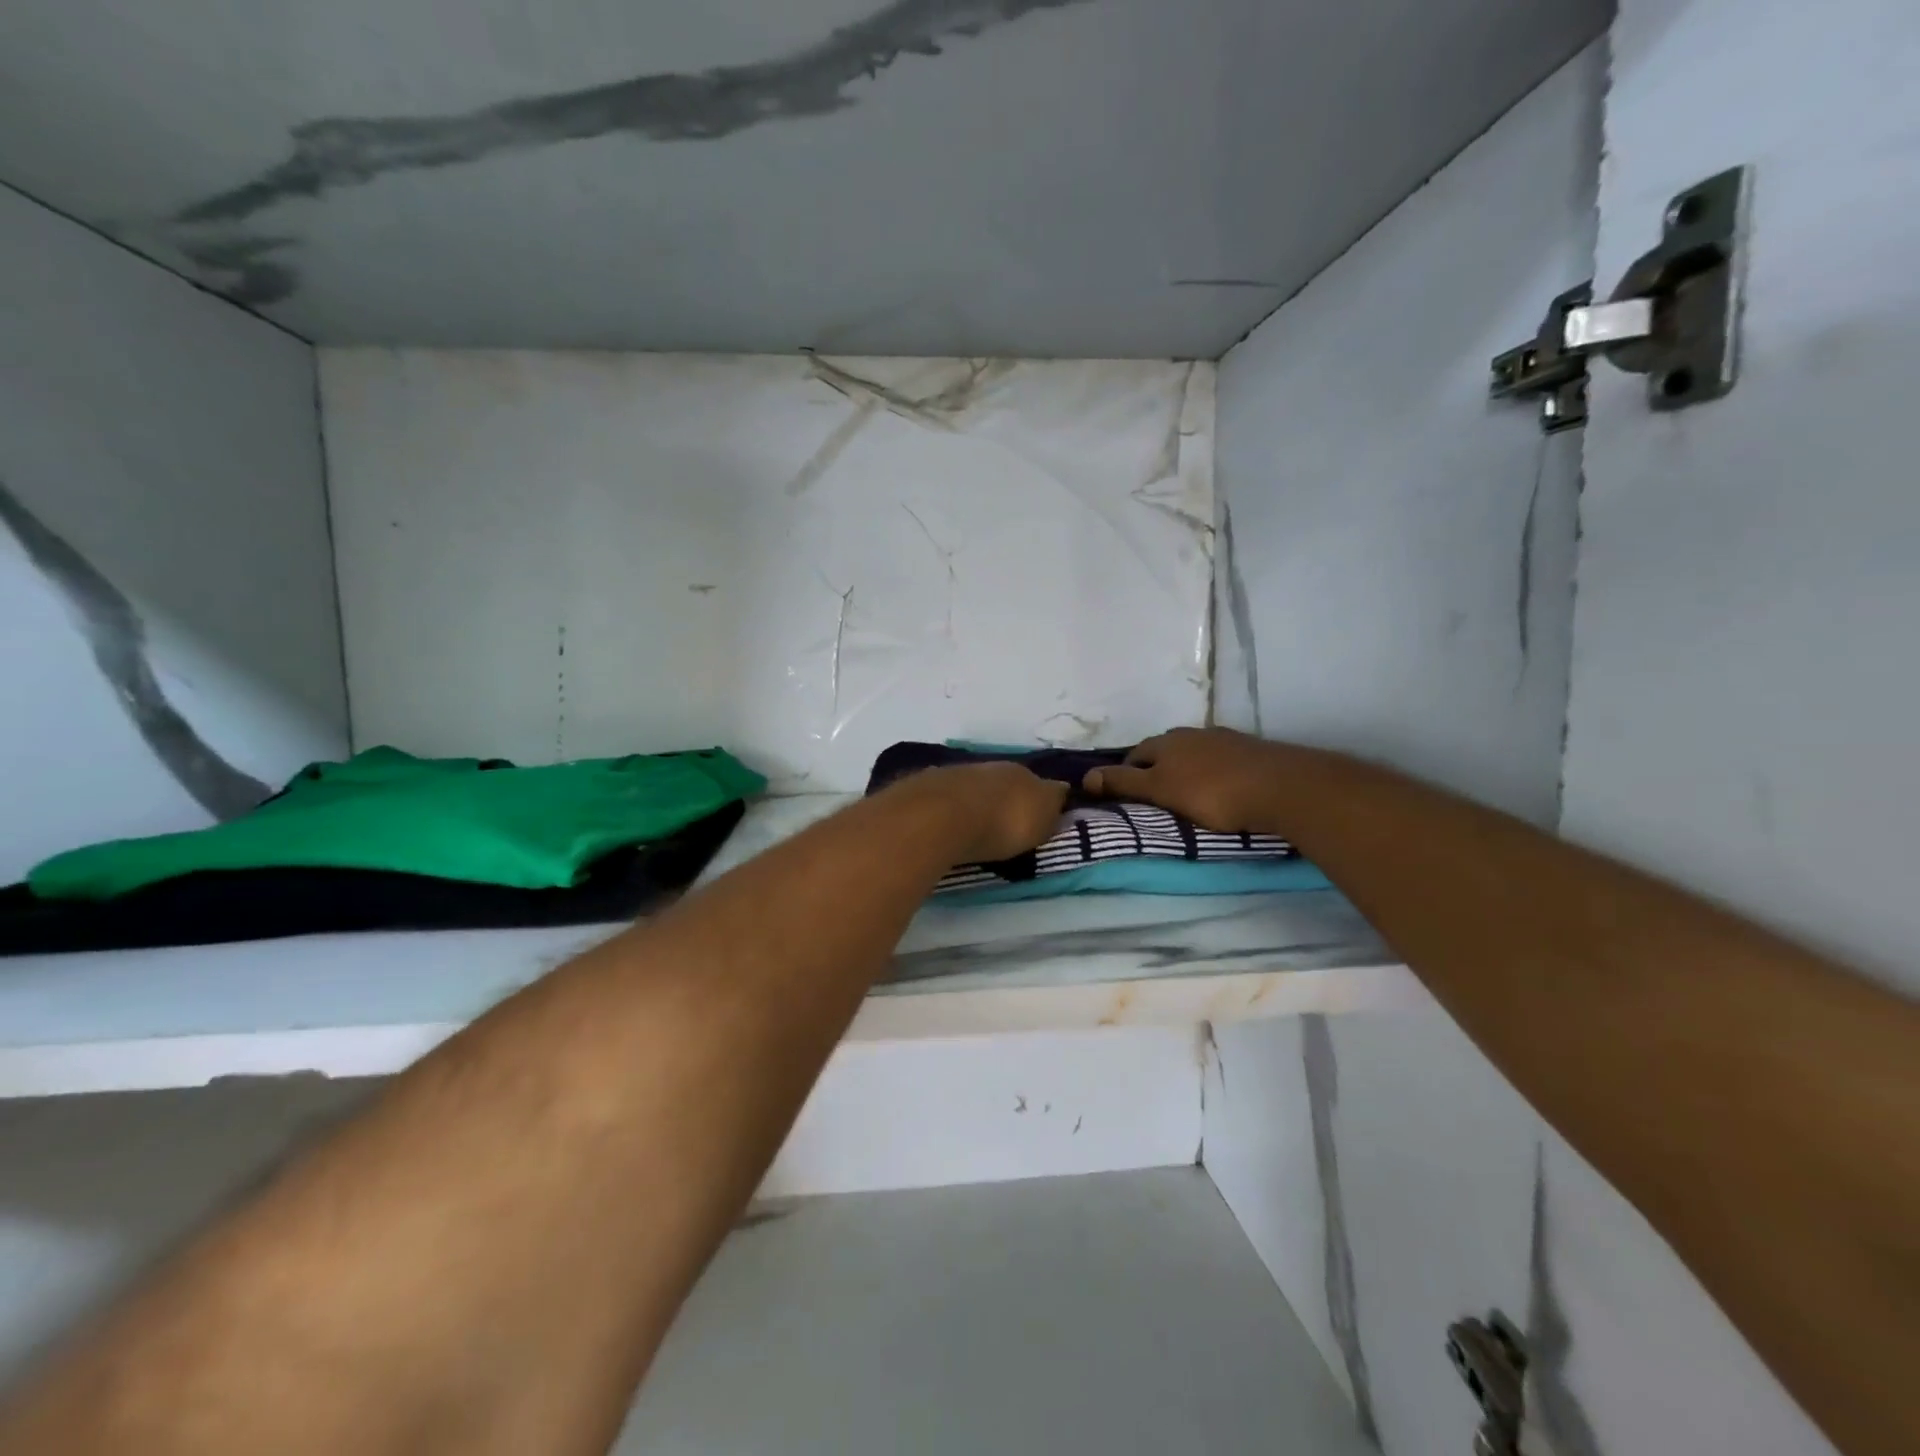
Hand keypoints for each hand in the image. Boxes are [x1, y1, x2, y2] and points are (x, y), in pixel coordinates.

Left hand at [897, 762, 1068, 863]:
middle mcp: (987, 766)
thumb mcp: (1041, 818)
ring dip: (974, 804)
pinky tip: (946, 826)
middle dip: (1004, 800)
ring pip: (971, 788)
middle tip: (1004, 827)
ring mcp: (952, 774)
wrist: (940, 817)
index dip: (1040, 799)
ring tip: (973, 830)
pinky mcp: (923, 789)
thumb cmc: (1000, 822)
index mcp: (1021, 771)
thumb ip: (1051, 804)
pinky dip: (948, 811)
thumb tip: (1061, 791)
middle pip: (1002, 783)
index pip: (1038, 782)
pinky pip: (944, 799)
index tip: (1038, 819)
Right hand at [1083, 727, 1290, 834]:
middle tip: (1155, 798)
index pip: (1135, 755)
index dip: (1126, 775)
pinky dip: (1212, 772)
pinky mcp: (1250, 750)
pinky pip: (1220, 760)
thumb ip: (1124, 784)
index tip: (1127, 797)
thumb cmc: (1212, 792)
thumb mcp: (1160, 791)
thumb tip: (1085, 776)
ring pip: (1193, 754)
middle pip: (1164, 751)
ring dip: (1185, 770)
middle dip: (1155, 770)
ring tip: (1187, 795)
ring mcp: (1223, 739)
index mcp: (1166, 742)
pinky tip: (1220, 788)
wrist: (1280, 787)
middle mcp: (1191, 733)